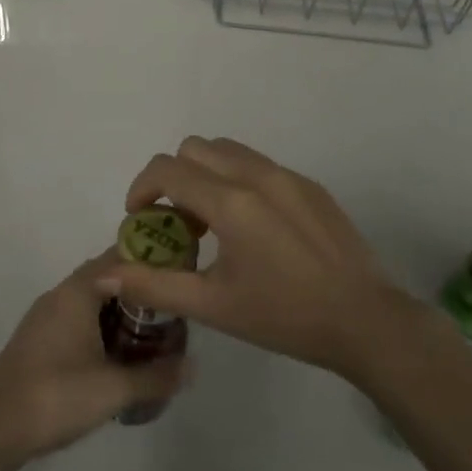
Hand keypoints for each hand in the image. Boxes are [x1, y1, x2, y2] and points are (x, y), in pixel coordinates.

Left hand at [0, 250, 191, 470]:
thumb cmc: (56, 395)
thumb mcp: (113, 388)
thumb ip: (155, 376)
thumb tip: (193, 366)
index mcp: (78, 291)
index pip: (119, 257)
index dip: (150, 260)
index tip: (178, 272)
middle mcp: (60, 294)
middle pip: (106, 277)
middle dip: (138, 289)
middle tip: (171, 307)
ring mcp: (45, 316)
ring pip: (90, 300)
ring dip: (118, 309)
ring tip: (151, 332)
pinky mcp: (38, 340)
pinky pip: (77, 319)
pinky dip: (100, 326)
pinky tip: (117, 355)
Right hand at [108, 137, 424, 383]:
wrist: (366, 321)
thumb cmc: (285, 316)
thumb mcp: (214, 306)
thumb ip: (154, 285)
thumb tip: (105, 273)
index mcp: (231, 201)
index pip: (167, 169)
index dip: (142, 188)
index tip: (139, 219)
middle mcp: (256, 174)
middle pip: (194, 149)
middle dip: (174, 178)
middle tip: (178, 224)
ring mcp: (287, 175)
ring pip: (227, 151)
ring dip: (206, 174)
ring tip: (213, 222)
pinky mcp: (309, 184)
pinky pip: (258, 165)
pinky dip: (238, 181)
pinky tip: (254, 229)